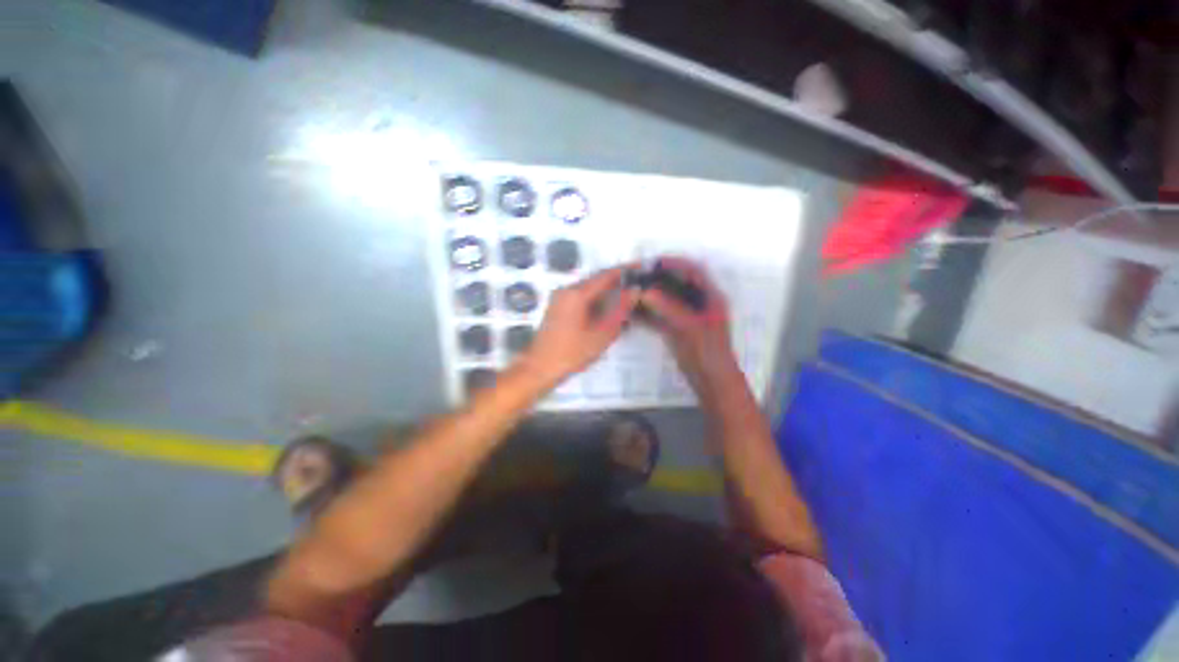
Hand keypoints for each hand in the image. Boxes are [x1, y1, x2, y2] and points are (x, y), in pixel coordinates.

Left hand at [520, 266, 639, 387]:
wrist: (540, 368)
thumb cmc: (572, 353)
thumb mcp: (602, 333)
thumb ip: (620, 310)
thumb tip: (635, 290)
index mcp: (577, 293)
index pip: (606, 274)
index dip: (625, 270)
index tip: (641, 267)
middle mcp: (566, 290)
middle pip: (596, 280)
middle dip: (617, 282)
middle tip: (636, 287)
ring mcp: (559, 298)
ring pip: (589, 289)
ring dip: (606, 292)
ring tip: (625, 301)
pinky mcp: (557, 307)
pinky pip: (580, 297)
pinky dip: (595, 300)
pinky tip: (606, 311)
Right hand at [638, 258, 739, 390]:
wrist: (711, 381)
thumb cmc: (708, 352)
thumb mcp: (690, 327)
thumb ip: (668, 308)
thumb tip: (646, 292)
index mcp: (711, 298)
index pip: (695, 272)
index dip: (677, 263)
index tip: (655, 261)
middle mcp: (699, 305)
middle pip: (678, 285)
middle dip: (659, 280)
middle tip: (639, 277)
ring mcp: (687, 318)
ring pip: (667, 302)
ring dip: (651, 298)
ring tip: (633, 293)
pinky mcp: (677, 331)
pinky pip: (661, 318)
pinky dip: (649, 315)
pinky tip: (634, 314)